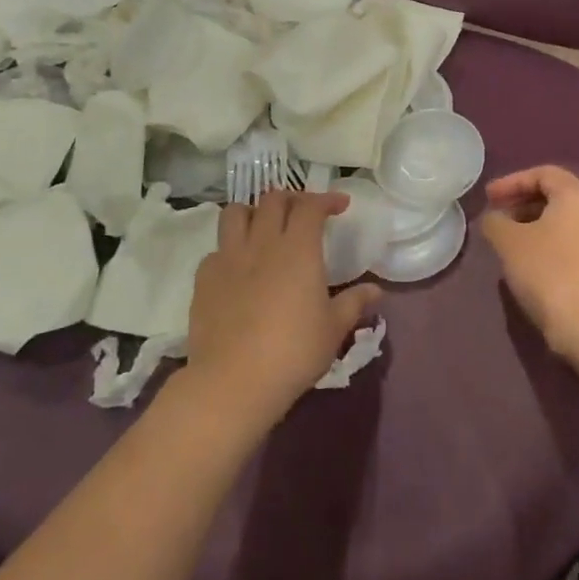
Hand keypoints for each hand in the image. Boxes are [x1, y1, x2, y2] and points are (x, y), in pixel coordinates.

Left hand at [182, 190, 382, 428]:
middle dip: (292, 198)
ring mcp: (228, 258)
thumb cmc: (294, 352)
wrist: (233, 381)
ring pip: (235, 213)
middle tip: (304, 213)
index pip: (311, 206)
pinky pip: (216, 249)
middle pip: (272, 200)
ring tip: (264, 227)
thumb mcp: (333, 329)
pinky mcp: (203, 278)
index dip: (327, 199)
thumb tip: (375, 290)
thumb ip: (354, 303)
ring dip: (254, 212)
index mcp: (298, 249)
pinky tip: (239, 268)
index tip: (340, 205)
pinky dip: (230, 248)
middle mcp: (262, 243)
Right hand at [481, 166, 578, 363]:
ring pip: (567, 223)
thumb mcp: (509, 244)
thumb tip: (495, 218)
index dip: (512, 181)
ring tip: (511, 246)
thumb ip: (496, 222)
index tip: (489, 198)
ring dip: (536, 228)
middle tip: (498, 220)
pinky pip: (576, 245)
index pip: (544, 173)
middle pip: (557, 197)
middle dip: (523, 204)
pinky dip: (551, 246)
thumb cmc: (549, 274)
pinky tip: (534, 268)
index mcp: (578, 197)